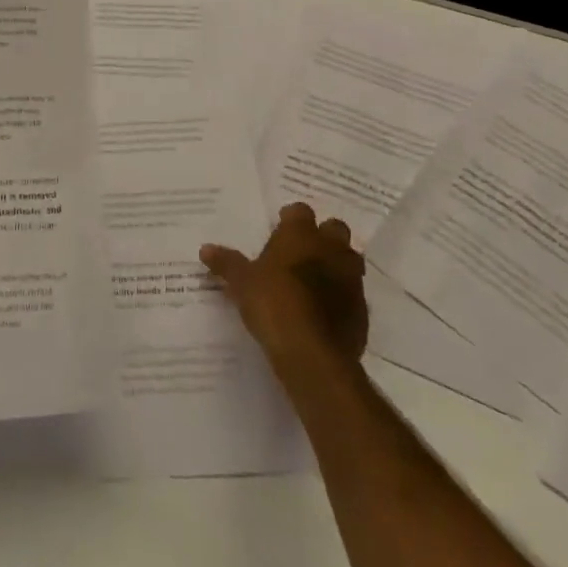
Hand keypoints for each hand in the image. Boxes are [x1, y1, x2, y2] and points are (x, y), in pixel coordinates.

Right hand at [201, 203, 368, 382]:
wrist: (313, 355)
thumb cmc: (273, 304)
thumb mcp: (241, 283)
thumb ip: (226, 263)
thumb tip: (205, 249)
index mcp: (300, 234)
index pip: (300, 211)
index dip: (291, 219)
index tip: (280, 230)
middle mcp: (330, 249)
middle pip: (334, 229)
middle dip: (322, 236)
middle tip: (302, 252)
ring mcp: (351, 279)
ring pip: (350, 260)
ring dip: (337, 265)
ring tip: (315, 281)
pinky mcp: (362, 310)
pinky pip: (354, 294)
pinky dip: (342, 297)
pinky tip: (325, 312)